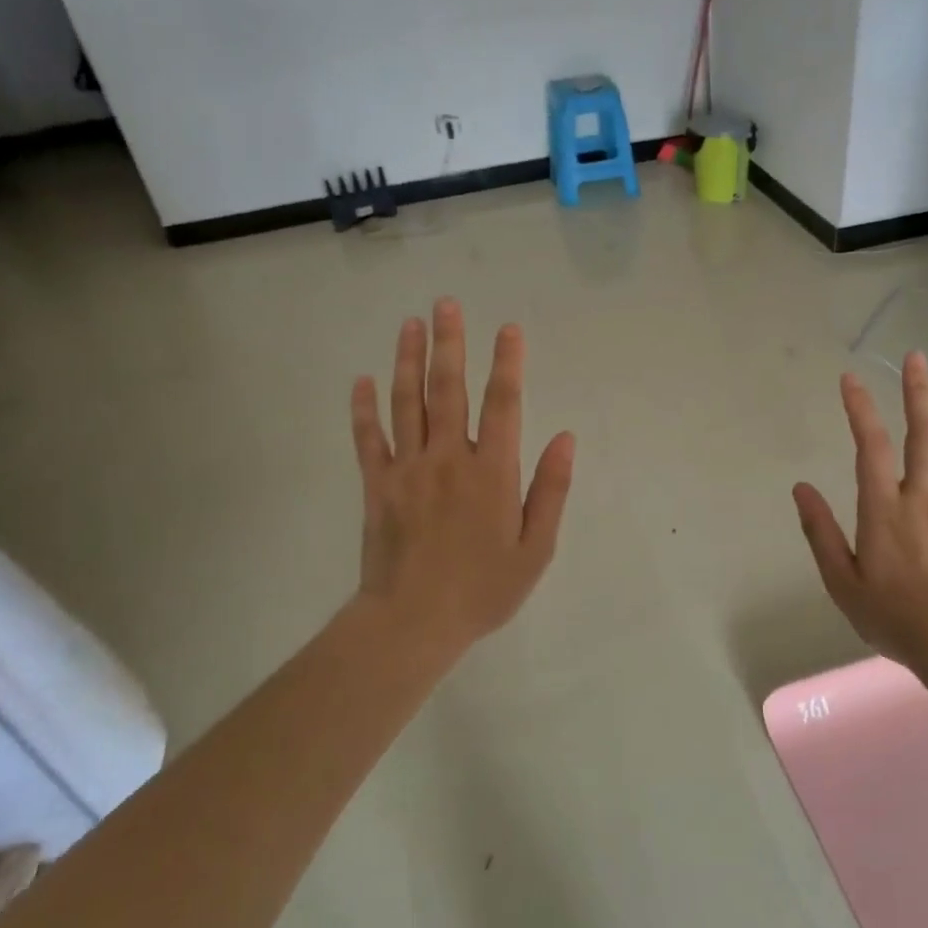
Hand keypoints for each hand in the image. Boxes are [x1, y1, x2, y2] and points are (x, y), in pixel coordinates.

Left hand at [349, 299, 574, 658]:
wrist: (412, 623)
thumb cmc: (483, 589)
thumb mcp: (536, 548)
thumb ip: (551, 489)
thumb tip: (566, 437)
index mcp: (492, 472)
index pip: (503, 404)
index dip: (508, 363)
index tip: (509, 328)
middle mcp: (448, 458)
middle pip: (448, 390)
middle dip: (450, 343)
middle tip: (446, 303)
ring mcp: (407, 469)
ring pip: (407, 403)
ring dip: (408, 360)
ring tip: (410, 324)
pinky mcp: (376, 486)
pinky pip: (368, 439)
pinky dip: (363, 409)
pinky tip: (361, 381)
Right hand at [793, 353, 927, 669]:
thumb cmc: (894, 617)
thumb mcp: (841, 582)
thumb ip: (820, 532)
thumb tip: (800, 489)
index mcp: (883, 509)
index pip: (869, 446)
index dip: (860, 408)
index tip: (850, 379)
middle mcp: (921, 496)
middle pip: (922, 432)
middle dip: (917, 390)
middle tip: (914, 358)